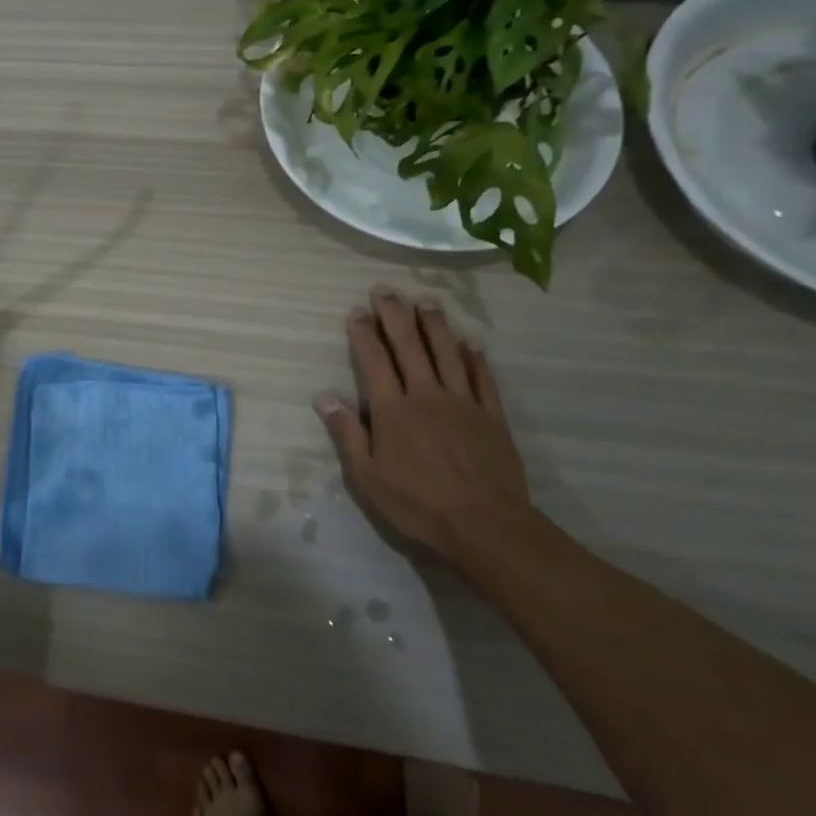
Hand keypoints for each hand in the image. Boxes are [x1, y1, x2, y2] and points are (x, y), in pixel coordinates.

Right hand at [314, 285, 532, 561]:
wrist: (485, 525)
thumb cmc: (418, 503)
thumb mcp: (368, 476)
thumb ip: (347, 433)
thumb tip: (323, 397)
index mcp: (393, 409)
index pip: (374, 360)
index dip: (364, 333)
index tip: (357, 311)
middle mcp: (426, 394)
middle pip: (409, 345)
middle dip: (395, 315)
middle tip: (385, 289)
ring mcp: (462, 402)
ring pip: (447, 353)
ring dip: (434, 324)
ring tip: (425, 301)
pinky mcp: (492, 416)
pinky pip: (482, 378)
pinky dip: (474, 357)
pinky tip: (469, 342)